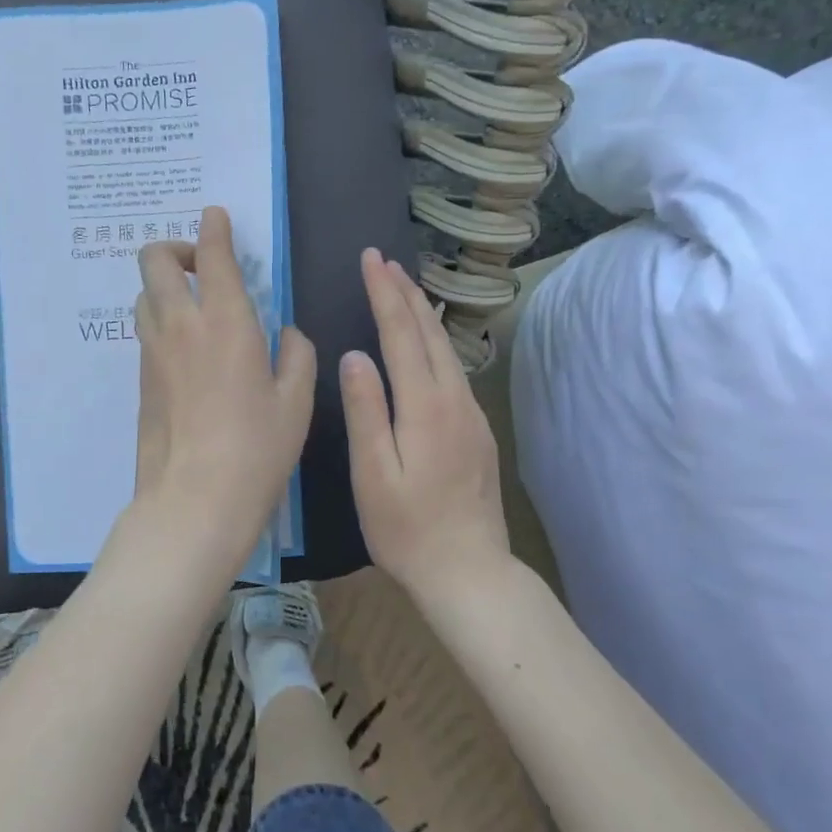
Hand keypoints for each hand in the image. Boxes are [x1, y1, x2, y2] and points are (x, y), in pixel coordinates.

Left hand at [130, 207, 315, 575]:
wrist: (194, 500)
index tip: (215, 216)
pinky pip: (145, 333)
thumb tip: (284, 334)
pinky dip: (160, 323)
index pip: (212, 255)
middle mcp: (181, 325)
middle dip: (173, 249)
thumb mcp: (296, 401)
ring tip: (192, 309)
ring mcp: (153, 352)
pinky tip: (185, 351)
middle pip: (153, 261)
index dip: (213, 228)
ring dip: (163, 288)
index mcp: (227, 321)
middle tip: (199, 266)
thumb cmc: (257, 449)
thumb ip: (296, 355)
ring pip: (143, 296)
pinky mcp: (140, 380)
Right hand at [341, 249, 509, 601]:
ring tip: (404, 287)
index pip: (401, 334)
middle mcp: (454, 400)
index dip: (384, 293)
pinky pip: (454, 370)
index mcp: (424, 407)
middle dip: (406, 292)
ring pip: (445, 349)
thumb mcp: (372, 474)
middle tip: (385, 260)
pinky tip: (426, 343)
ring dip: (423, 313)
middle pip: (429, 333)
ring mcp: (471, 415)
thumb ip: (366, 411)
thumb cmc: (407, 529)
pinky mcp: (477, 431)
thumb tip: (354, 355)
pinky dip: (435, 342)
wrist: (469, 572)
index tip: (371, 259)